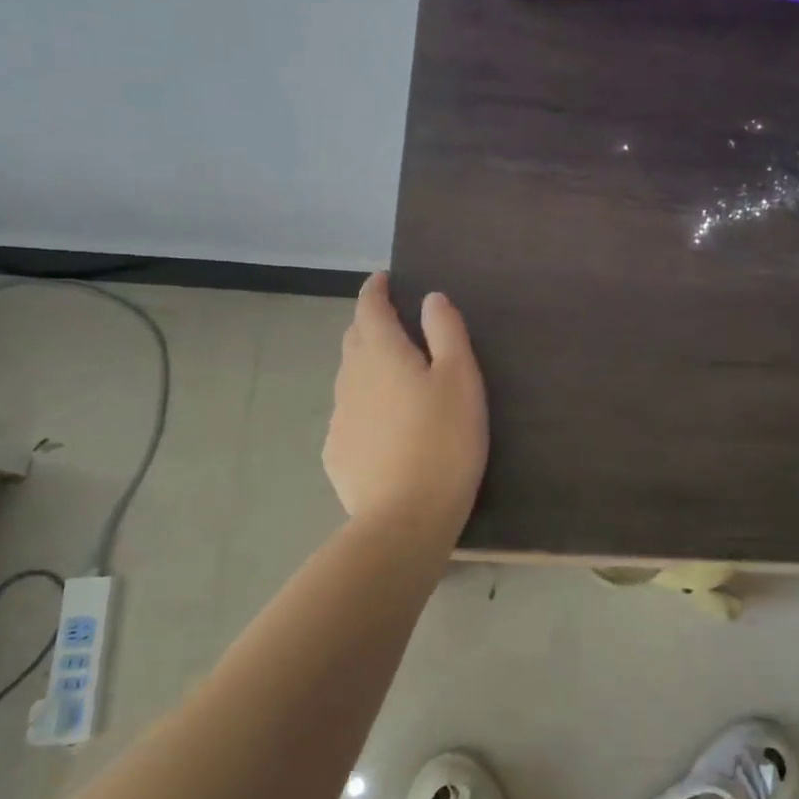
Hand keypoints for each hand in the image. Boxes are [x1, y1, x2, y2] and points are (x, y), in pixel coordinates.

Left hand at [323, 273, 487, 534]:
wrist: (404, 518)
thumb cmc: (444, 440)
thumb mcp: (461, 379)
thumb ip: (447, 332)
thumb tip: (431, 298)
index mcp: (381, 353)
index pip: (369, 307)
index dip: (375, 290)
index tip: (383, 280)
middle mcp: (351, 377)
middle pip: (354, 338)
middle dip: (370, 324)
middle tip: (396, 325)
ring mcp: (339, 417)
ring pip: (350, 377)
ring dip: (367, 365)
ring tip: (394, 377)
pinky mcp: (336, 451)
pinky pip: (349, 414)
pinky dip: (364, 405)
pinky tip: (384, 426)